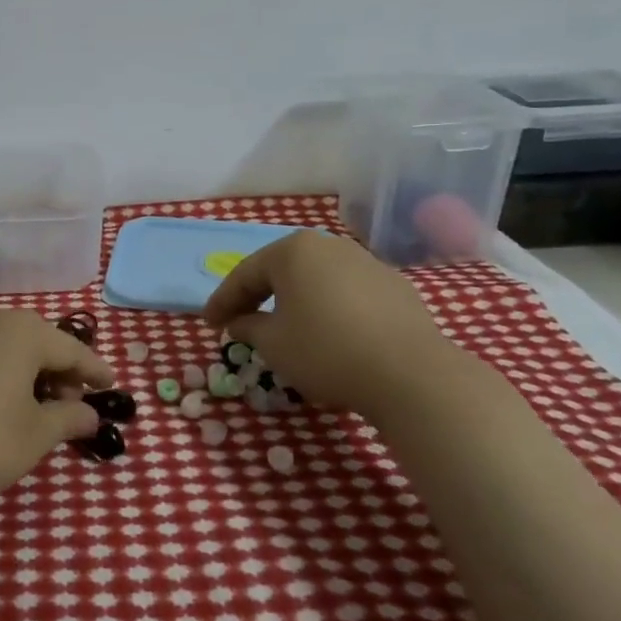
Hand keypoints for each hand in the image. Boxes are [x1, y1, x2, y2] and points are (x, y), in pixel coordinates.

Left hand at [0, 310, 113, 499]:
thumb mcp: (36, 436)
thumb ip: (69, 419)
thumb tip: (90, 414)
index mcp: (22, 334)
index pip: (71, 349)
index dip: (94, 369)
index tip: (110, 385)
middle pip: (33, 342)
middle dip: (56, 369)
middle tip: (68, 401)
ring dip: (19, 371)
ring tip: (26, 404)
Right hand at [202, 230, 458, 425]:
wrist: (411, 374)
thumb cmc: (326, 351)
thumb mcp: (273, 344)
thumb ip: (248, 328)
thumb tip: (240, 323)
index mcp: (293, 250)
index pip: (245, 274)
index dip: (222, 301)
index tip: (208, 325)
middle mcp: (329, 246)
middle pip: (282, 271)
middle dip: (258, 296)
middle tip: (240, 321)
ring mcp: (367, 262)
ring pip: (317, 280)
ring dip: (295, 301)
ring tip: (285, 327)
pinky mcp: (395, 287)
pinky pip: (348, 294)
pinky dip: (330, 309)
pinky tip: (330, 333)